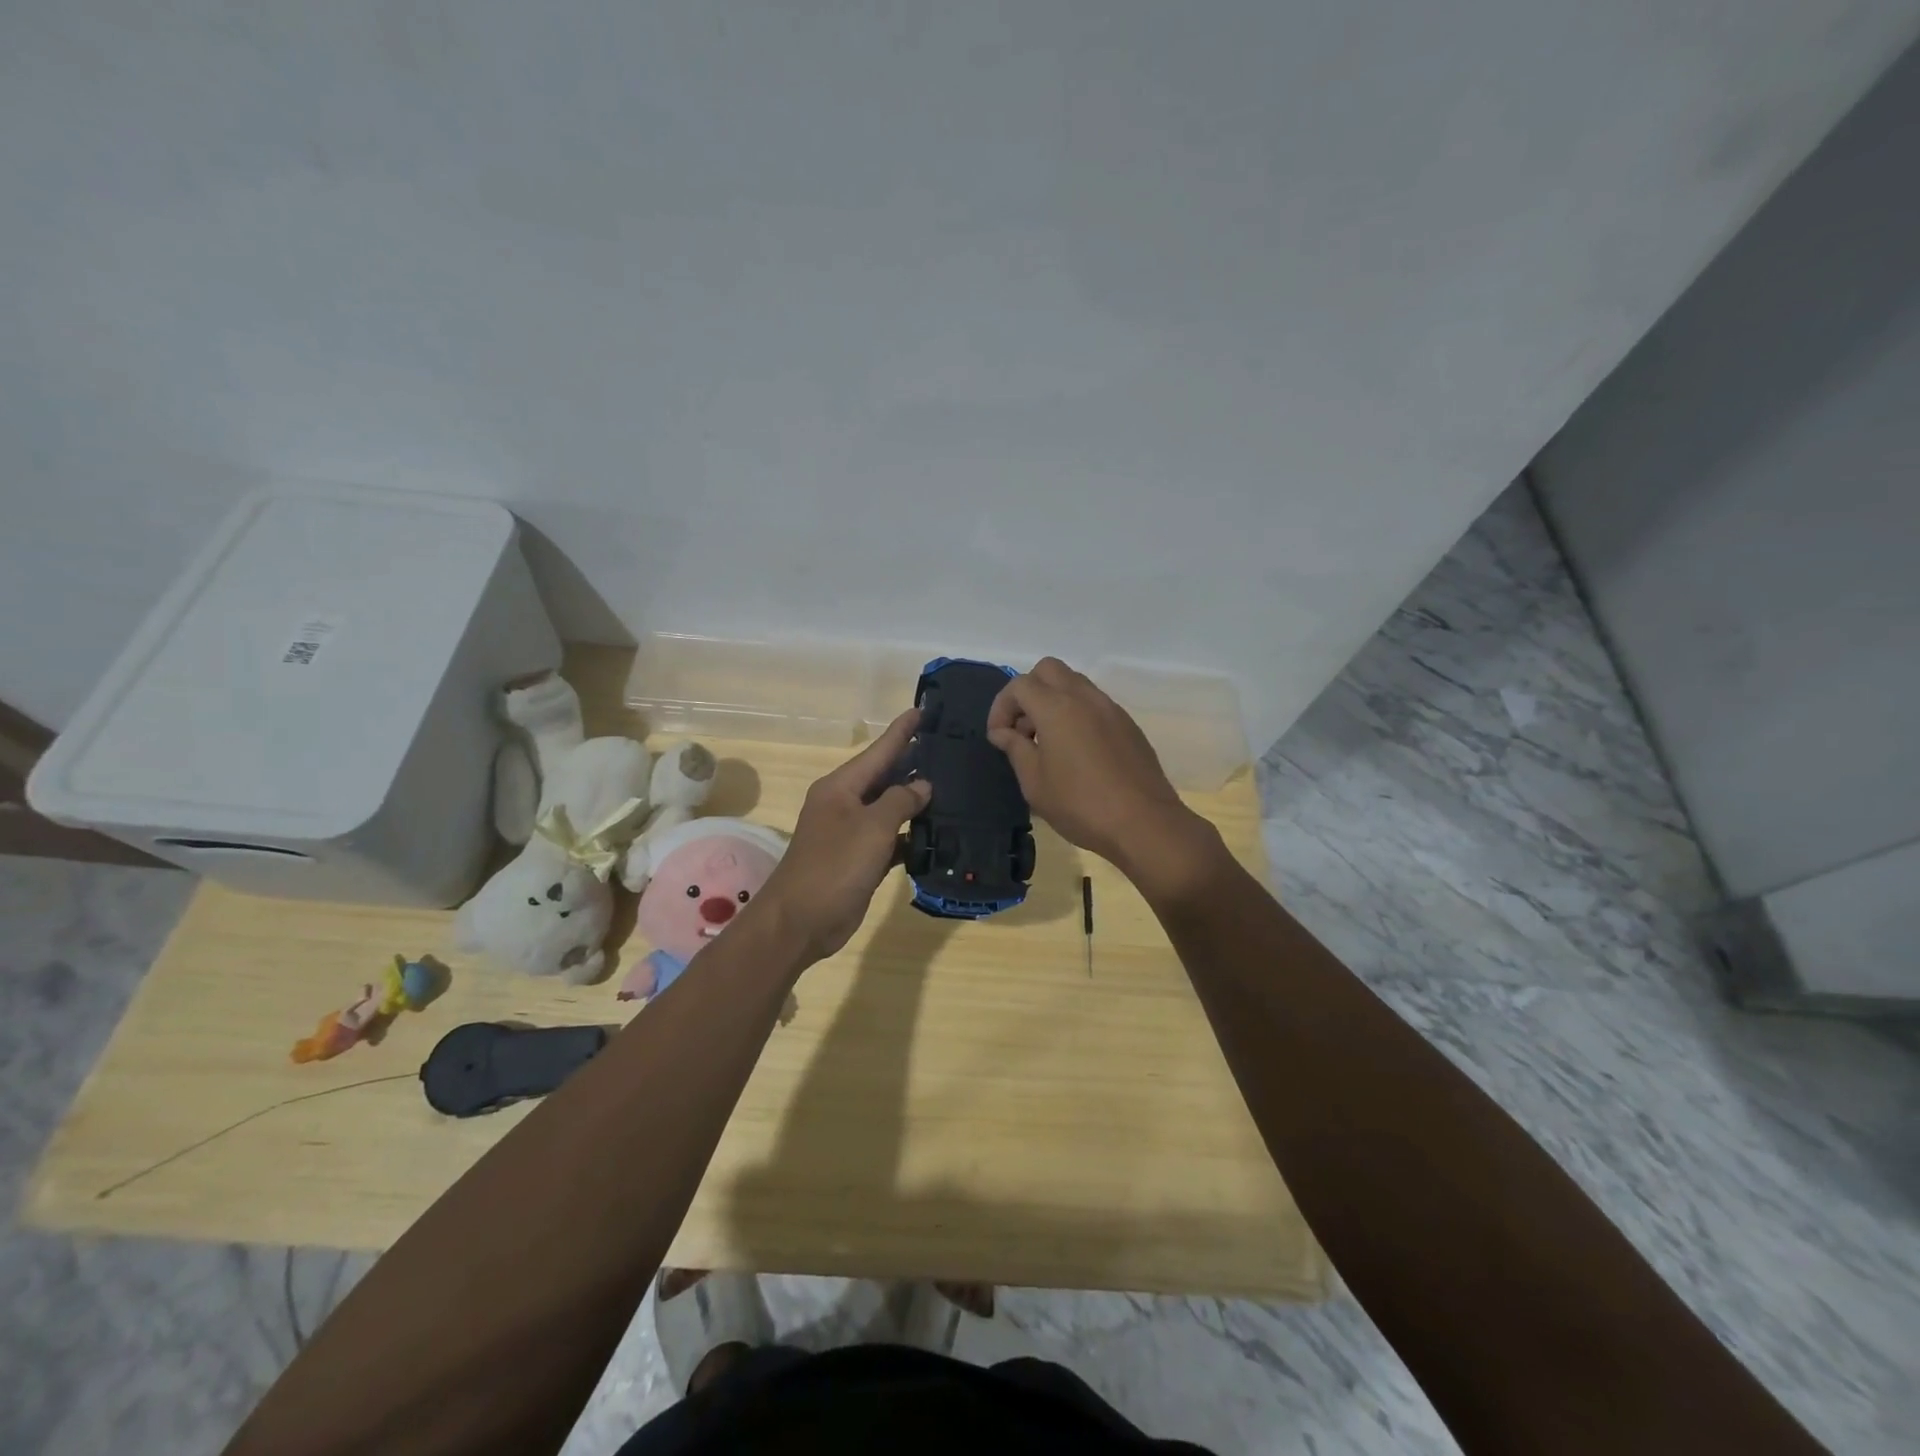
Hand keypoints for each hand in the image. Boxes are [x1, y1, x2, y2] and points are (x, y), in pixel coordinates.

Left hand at [752, 709, 931, 962]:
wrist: (800, 922)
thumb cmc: (834, 866)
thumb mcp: (871, 828)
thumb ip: (900, 801)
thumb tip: (922, 785)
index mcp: (841, 787)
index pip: (878, 750)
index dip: (902, 730)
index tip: (924, 709)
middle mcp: (845, 804)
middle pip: (885, 776)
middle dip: (913, 761)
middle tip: (949, 746)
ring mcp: (852, 833)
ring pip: (890, 808)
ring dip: (916, 800)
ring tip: (953, 784)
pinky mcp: (860, 860)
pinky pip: (892, 838)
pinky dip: (912, 835)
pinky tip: (938, 833)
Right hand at [988, 658, 1221, 896]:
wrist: (1144, 823)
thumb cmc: (1080, 805)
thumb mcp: (1035, 783)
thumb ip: (1016, 749)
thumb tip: (1004, 732)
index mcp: (1057, 708)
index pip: (1019, 685)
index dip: (1001, 707)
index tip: (998, 737)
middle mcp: (1085, 698)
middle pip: (1048, 670)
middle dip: (1028, 692)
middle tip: (1022, 729)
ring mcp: (1111, 709)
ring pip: (1074, 684)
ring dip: (1053, 701)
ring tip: (1047, 742)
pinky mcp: (1128, 725)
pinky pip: (1094, 704)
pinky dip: (1076, 714)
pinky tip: (1076, 752)